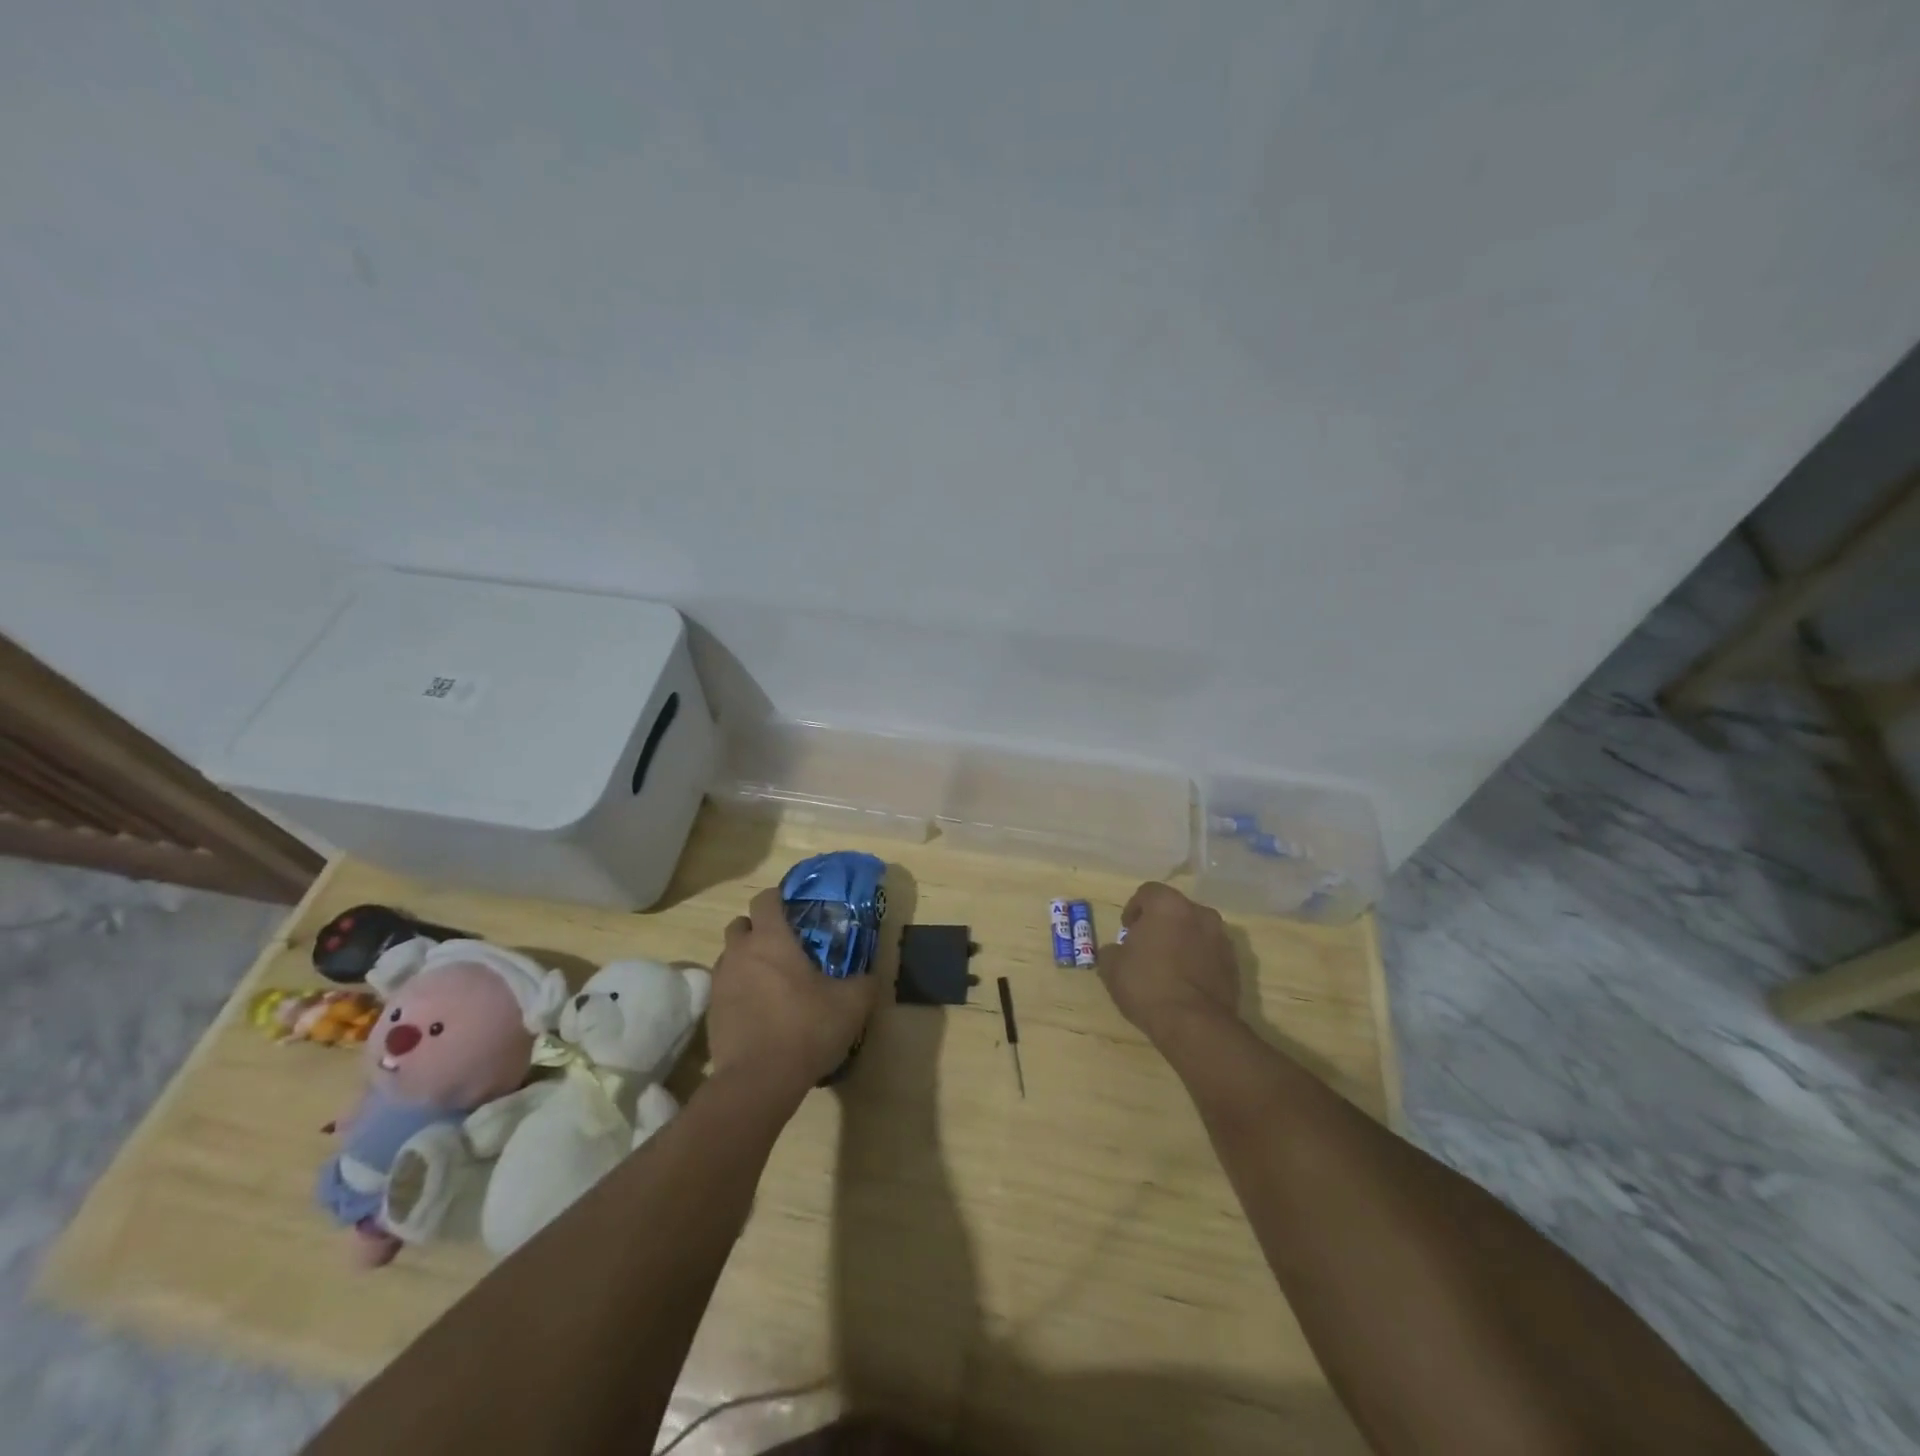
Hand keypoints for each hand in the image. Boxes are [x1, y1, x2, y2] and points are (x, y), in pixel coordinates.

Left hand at [710, 887, 879, 1097]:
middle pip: (741, 925)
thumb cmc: (806, 1028)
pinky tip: (759, 1012)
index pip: (765, 899)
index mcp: (771, 939)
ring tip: (771, 982)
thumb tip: (871, 976)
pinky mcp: (711, 1013)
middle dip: (758, 929)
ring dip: (746, 961)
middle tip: (783, 947)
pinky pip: (724, 989)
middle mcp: (740, 953)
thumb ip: (863, 983)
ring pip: (730, 957)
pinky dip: (739, 991)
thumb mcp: (851, 1004)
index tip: (794, 908)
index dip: (778, 898)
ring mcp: (720, 983)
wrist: (758, 1081)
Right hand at [1098, 882, 1241, 1050]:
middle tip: (1146, 946)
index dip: (1134, 908)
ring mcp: (1221, 939)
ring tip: (1168, 966)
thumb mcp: (1112, 967)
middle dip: (1161, 923)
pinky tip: (1185, 983)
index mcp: (1168, 905)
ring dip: (1182, 941)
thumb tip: (1118, 950)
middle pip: (1175, 910)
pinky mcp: (1235, 965)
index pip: (1148, 892)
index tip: (1127, 929)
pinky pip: (1210, 954)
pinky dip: (1198, 960)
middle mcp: (1199, 914)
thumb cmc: (1147, 986)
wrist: (1194, 1025)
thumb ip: (1112, 950)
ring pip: (1196, 931)